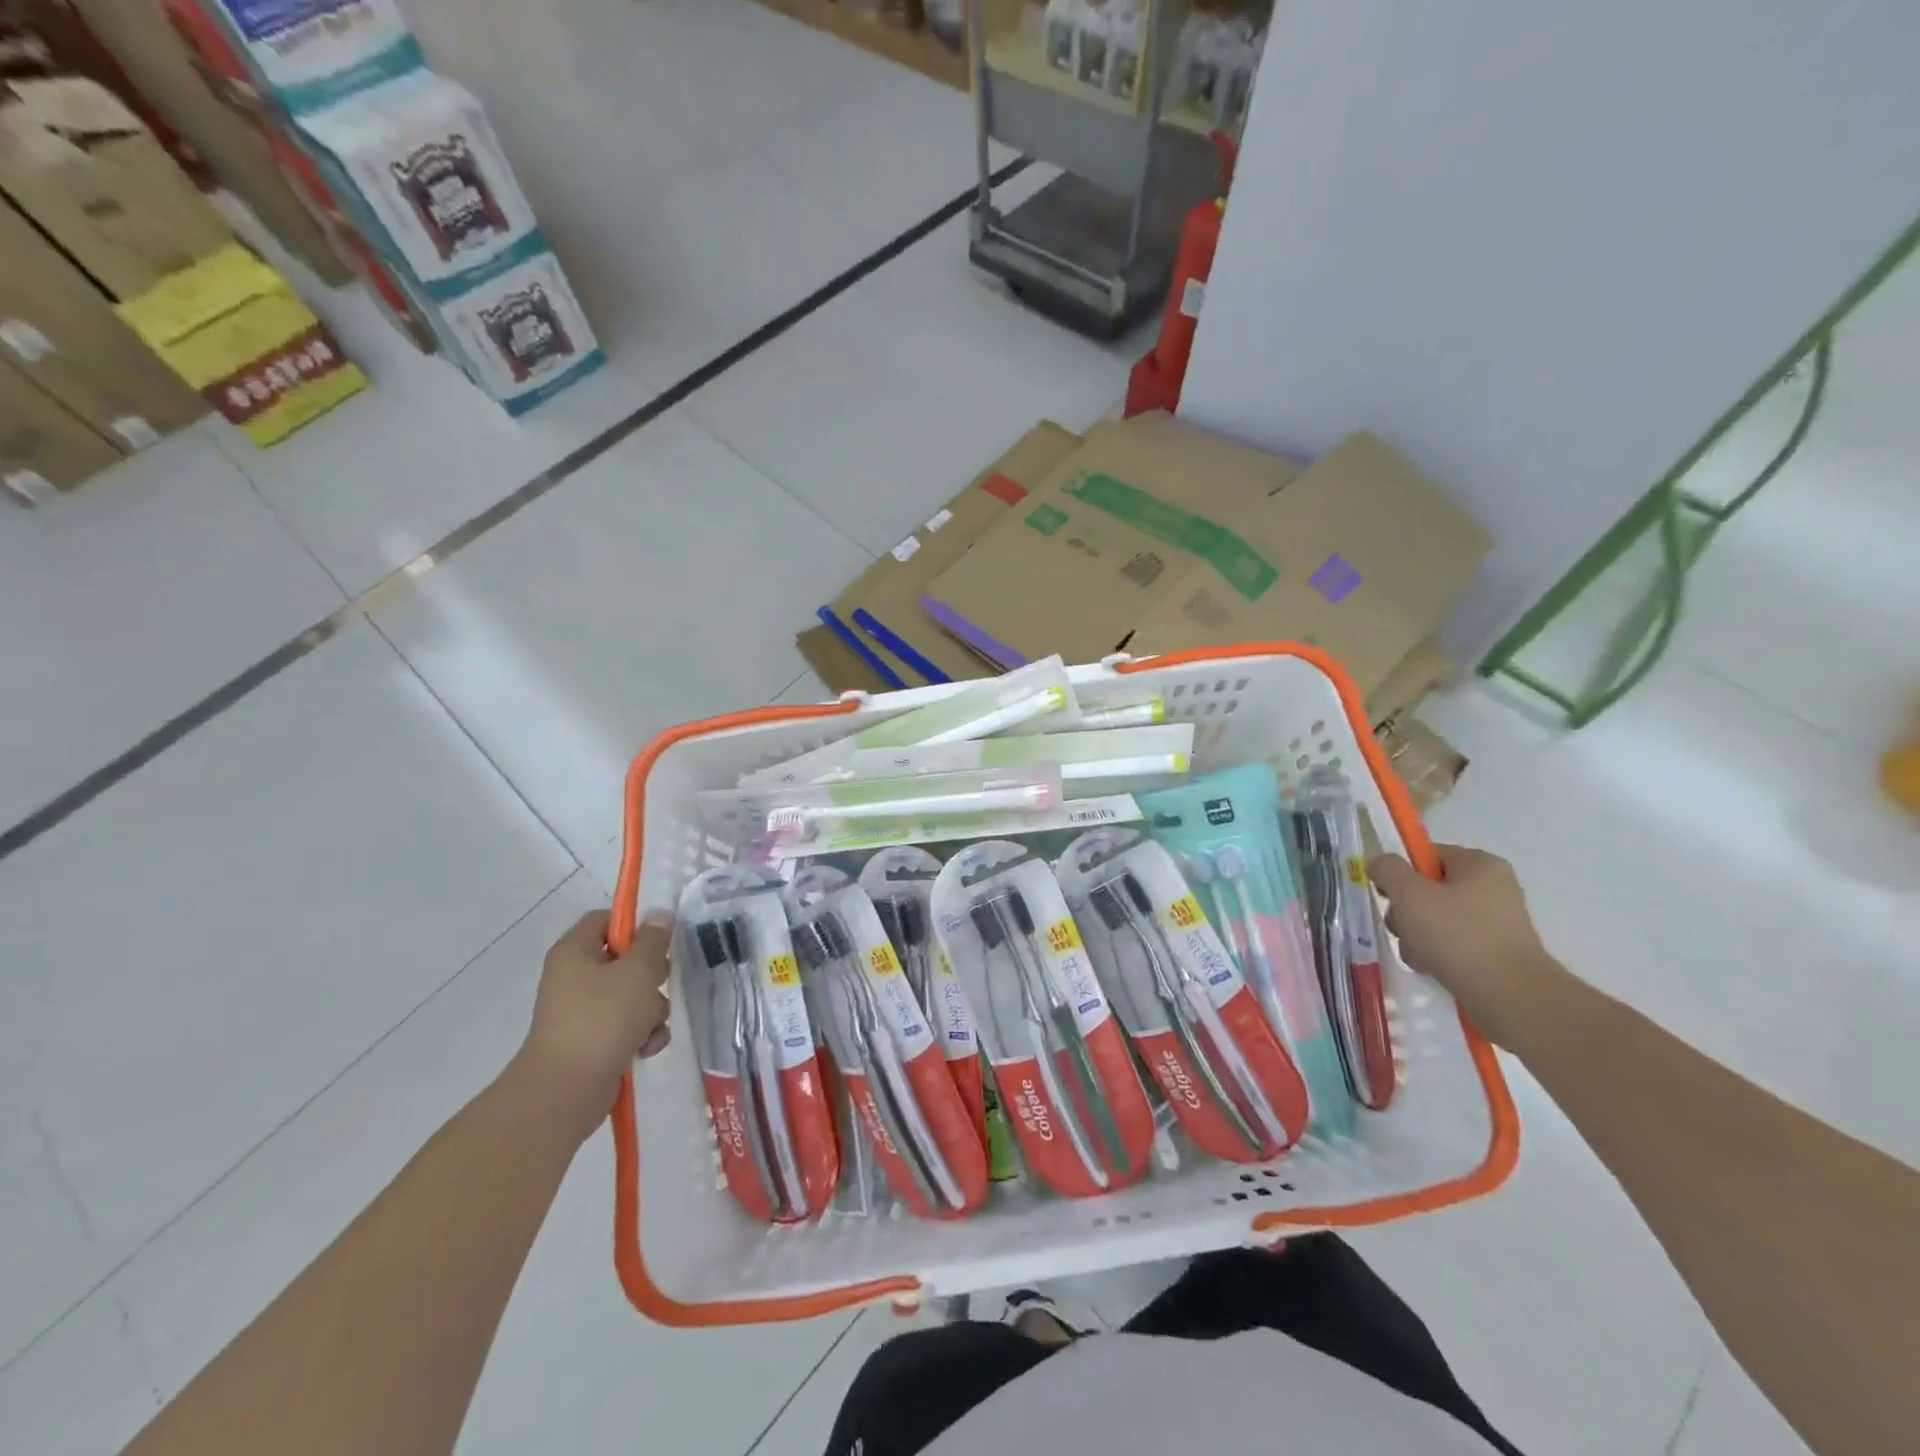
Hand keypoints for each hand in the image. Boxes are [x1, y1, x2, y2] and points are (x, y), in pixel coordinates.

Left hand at [512, 911, 672, 1135]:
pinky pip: (626, 1025)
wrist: (566, 1092)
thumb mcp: (638, 972)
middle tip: (660, 983)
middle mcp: (574, 977)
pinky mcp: (593, 1041)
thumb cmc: (602, 1019)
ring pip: (631, 994)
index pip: (606, 919)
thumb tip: (660, 915)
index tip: (659, 940)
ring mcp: (582, 1011)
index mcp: (575, 951)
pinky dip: (641, 1034)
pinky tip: (646, 1048)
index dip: (635, 925)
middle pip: (624, 958)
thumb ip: (654, 941)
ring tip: (652, 1026)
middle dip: (651, 974)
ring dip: (652, 1009)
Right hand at [1368, 845, 1563, 1047]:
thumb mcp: (1409, 894)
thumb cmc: (1457, 935)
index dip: (1400, 874)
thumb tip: (1381, 863)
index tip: (1388, 897)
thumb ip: (1387, 869)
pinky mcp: (1496, 951)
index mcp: (1479, 864)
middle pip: (1428, 889)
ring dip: (1416, 935)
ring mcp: (1497, 921)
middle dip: (1406, 911)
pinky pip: (1453, 943)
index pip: (1425, 856)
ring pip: (1436, 919)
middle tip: (1404, 929)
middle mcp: (1493, 887)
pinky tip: (1432, 967)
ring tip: (1419, 955)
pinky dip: (1436, 953)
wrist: (1511, 996)